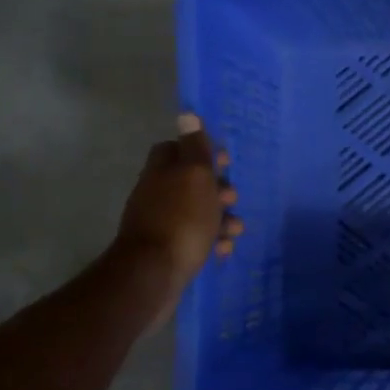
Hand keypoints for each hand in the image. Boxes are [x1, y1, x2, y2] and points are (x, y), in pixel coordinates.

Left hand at [118, 113, 243, 291]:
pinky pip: (195, 240)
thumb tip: (186, 114)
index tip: (222, 161)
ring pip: (196, 212)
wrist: (153, 276)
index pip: (175, 148)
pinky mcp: (167, 252)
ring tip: (236, 229)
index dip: (199, 151)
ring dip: (220, 218)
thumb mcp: (195, 177)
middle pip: (190, 182)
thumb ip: (195, 148)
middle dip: (217, 189)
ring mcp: (160, 224)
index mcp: (161, 172)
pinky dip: (212, 242)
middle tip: (232, 197)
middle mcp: (156, 194)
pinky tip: (223, 250)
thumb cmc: (181, 220)